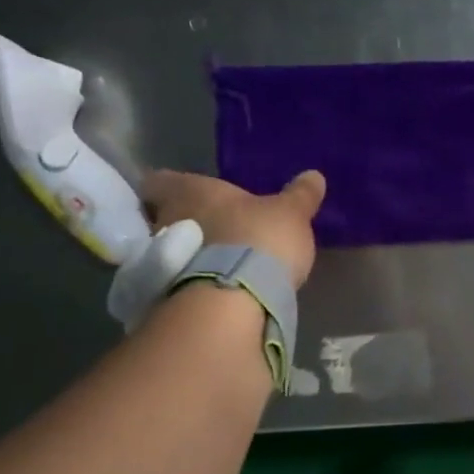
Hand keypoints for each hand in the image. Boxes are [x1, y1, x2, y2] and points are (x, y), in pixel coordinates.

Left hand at [140, 168, 326, 288]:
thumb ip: (300, 195)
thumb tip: (314, 175)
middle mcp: (165, 220)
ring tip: (214, 265)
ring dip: (187, 256)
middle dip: (183, 224)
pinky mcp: (166, 293)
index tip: (184, 197)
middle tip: (208, 232)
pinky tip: (212, 290)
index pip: (159, 181)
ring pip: (169, 251)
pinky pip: (175, 281)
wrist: (236, 297)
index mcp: (190, 191)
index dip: (168, 188)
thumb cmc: (258, 238)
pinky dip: (189, 283)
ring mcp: (162, 260)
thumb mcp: (291, 213)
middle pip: (162, 217)